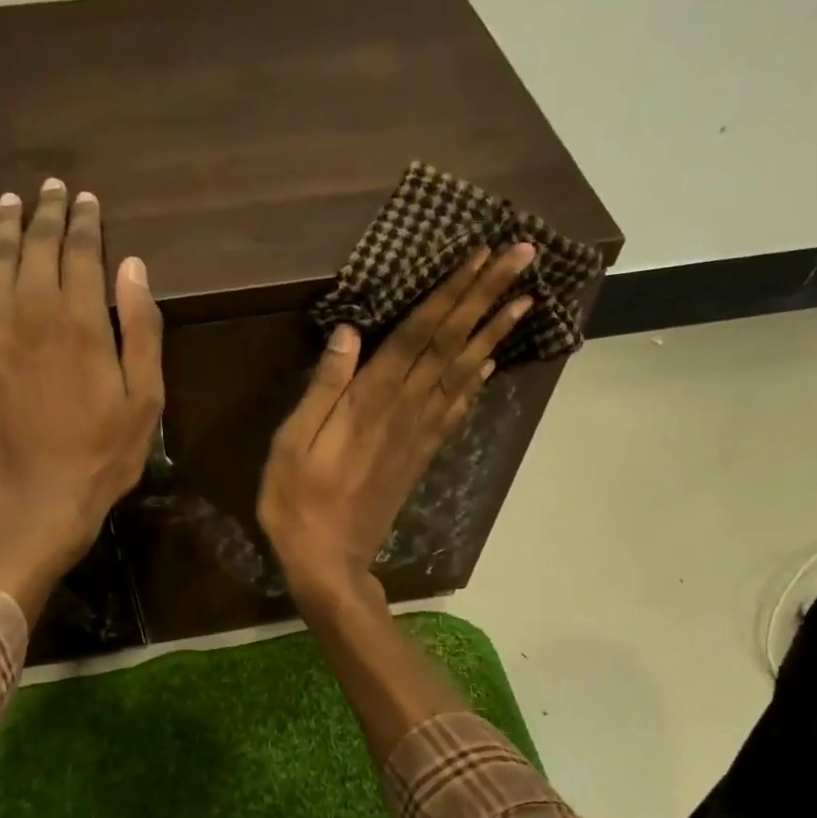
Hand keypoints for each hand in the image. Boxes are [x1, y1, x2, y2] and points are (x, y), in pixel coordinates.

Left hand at [0, 180, 163, 618]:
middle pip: (36, 245)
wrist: (39, 500)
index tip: (88, 201)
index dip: (85, 222)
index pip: (81, 251)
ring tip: (13, 203)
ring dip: (5, 225)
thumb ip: (141, 330)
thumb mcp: (145, 400)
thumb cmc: (103, 456)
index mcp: (81, 321)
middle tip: (52, 190)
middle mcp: (31, 310)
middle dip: (47, 213)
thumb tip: (132, 266)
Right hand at [256, 244, 536, 612]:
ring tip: (525, 299)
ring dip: (492, 333)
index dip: (450, 293)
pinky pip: (455, 412)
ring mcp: (417, 436)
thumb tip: (349, 332)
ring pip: (461, 373)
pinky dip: (475, 384)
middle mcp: (404, 410)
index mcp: (370, 401)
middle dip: (485, 297)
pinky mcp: (420, 457)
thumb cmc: (297, 503)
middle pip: (450, 344)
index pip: (418, 334)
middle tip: (522, 256)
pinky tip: (489, 364)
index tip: (482, 256)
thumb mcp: (292, 444)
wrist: (329, 561)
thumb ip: (323, 387)